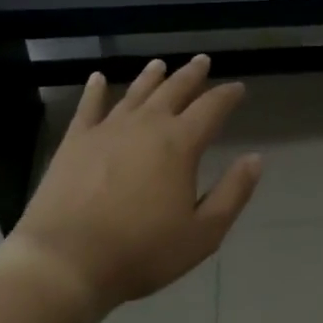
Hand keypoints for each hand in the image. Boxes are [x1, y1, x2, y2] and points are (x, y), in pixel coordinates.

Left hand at [0, 55, 262, 316]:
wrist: (68, 261)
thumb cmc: (142, 251)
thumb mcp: (203, 233)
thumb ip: (232, 193)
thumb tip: (255, 159)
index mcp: (180, 144)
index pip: (211, 108)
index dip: (227, 96)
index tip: (238, 87)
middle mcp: (146, 125)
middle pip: (174, 90)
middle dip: (191, 75)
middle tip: (202, 61)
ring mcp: (107, 129)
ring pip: (135, 92)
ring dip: (151, 77)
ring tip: (160, 64)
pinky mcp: (75, 140)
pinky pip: (88, 106)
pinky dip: (95, 90)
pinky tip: (97, 78)